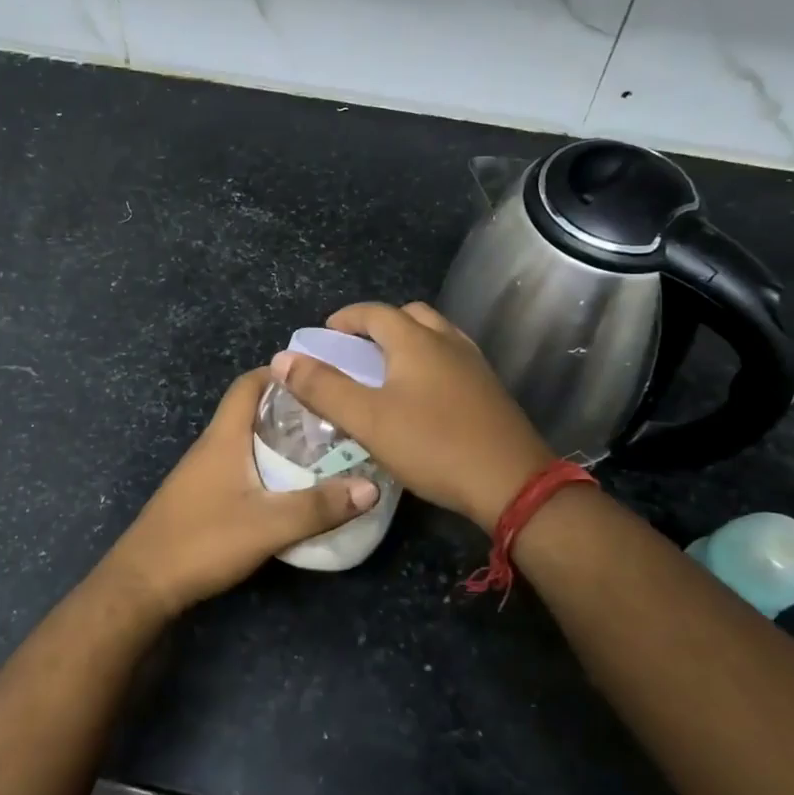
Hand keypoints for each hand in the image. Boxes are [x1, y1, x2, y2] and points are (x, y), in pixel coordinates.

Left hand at [98, 368, 379, 618]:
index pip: (248, 385)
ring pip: (246, 441)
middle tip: (333, 418)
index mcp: (223, 437)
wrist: (143, 584)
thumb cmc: (203, 541)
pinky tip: (289, 488)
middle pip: (250, 411)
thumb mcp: (269, 525)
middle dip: (290, 409)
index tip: (318, 377)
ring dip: (279, 440)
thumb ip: (319, 507)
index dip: (279, 373)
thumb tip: (371, 487)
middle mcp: (211, 447)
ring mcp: (203, 473)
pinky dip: (267, 466)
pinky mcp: (202, 498)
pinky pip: (240, 467)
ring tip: (322, 450)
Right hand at [270, 302, 553, 532]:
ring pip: (435, 335)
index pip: (374, 313)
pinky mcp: (489, 389)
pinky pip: (452, 359)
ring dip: (407, 341)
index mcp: (416, 341)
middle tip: (356, 350)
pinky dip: (429, 362)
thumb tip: (282, 359)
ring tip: (386, 371)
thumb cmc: (433, 445)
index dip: (346, 319)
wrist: (511, 482)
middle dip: (379, 325)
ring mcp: (474, 364)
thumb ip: (323, 388)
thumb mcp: (367, 419)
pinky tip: (422, 396)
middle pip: (409, 316)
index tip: (325, 334)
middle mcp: (448, 341)